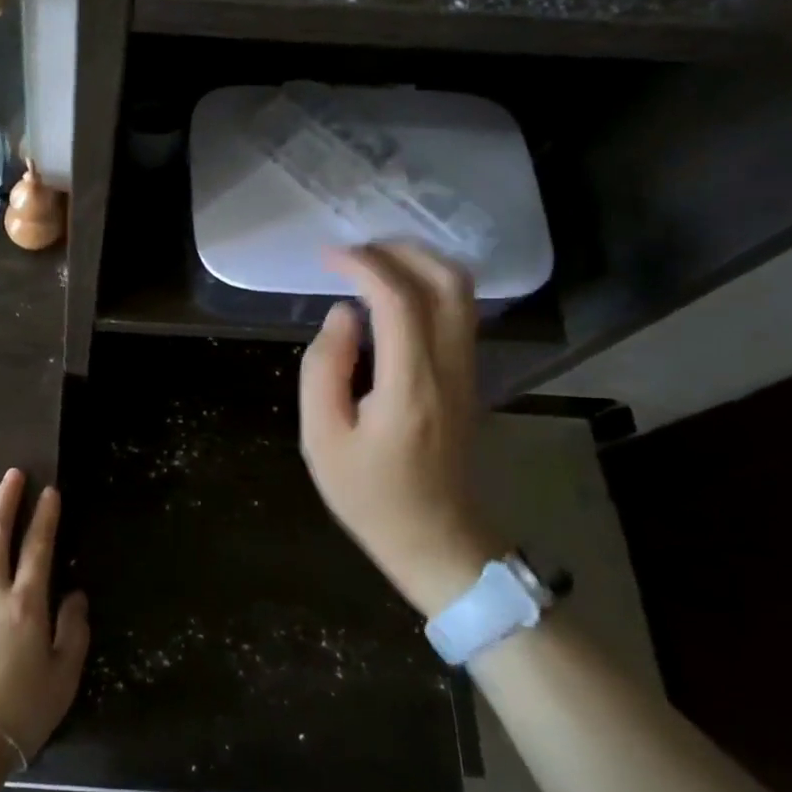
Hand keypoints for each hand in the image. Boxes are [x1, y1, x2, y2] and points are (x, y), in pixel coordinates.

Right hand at [299, 244, 503, 617]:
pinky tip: (392, 294)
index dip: (363, 265)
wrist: (437, 541)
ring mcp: (468, 372)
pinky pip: (458, 313)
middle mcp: (450, 368)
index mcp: (411, 386)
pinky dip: (428, 286)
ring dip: (419, 263)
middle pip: (448, 282)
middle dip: (401, 251)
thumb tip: (342, 315)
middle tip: (354, 250)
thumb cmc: (371, 496)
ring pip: (462, 294)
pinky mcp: (469, 378)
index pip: (398, 300)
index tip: (328, 256)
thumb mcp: (322, 439)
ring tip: (370, 263)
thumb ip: (324, 369)